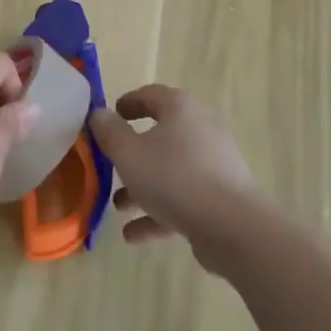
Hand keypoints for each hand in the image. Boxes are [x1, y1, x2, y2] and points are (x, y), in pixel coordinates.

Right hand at [88, 86, 258, 265]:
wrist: (231, 226)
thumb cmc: (174, 178)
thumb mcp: (128, 153)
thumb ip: (109, 132)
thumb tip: (99, 114)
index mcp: (180, 110)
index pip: (151, 95)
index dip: (128, 103)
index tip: (111, 115)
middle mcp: (200, 130)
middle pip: (161, 135)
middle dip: (133, 153)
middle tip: (111, 164)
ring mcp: (213, 165)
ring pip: (170, 171)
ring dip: (143, 187)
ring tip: (118, 206)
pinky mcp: (219, 198)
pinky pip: (183, 199)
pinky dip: (158, 213)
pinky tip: (133, 234)